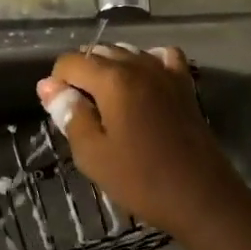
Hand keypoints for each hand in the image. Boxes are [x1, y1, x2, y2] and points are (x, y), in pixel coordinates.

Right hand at [35, 45, 250, 235]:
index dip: (57, 82)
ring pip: (127, 53)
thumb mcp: (93, 154)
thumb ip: (70, 114)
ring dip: (110, 69)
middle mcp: (138, 65)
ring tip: (107, 105)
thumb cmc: (141, 179)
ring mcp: (165, 72)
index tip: (61, 112)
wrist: (201, 196)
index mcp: (112, 80)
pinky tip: (142, 85)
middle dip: (82, 76)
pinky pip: (161, 58)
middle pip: (98, 53)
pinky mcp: (185, 85)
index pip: (70, 62)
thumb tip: (49, 87)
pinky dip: (146, 63)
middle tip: (82, 115)